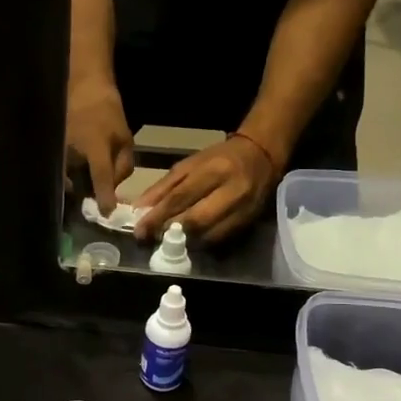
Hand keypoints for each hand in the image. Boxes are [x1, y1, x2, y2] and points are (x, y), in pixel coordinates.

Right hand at [65, 77, 133, 213]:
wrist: (82, 89)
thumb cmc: (107, 112)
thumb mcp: (125, 138)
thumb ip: (123, 166)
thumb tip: (115, 187)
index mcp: (95, 149)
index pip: (101, 179)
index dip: (104, 198)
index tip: (107, 214)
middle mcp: (73, 154)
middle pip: (80, 186)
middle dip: (89, 193)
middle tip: (98, 195)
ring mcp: (59, 152)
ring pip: (68, 180)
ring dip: (78, 184)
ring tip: (86, 181)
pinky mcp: (52, 151)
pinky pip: (61, 171)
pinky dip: (69, 175)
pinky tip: (75, 171)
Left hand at [132, 135, 278, 243]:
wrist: (261, 157)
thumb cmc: (219, 159)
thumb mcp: (189, 165)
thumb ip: (164, 187)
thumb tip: (140, 209)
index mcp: (213, 171)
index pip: (181, 198)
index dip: (158, 216)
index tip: (140, 230)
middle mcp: (231, 191)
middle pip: (195, 220)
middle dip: (169, 231)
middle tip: (150, 238)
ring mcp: (242, 210)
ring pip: (208, 235)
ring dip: (183, 242)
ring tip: (165, 241)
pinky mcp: (247, 223)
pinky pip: (219, 240)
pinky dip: (199, 243)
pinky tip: (187, 241)